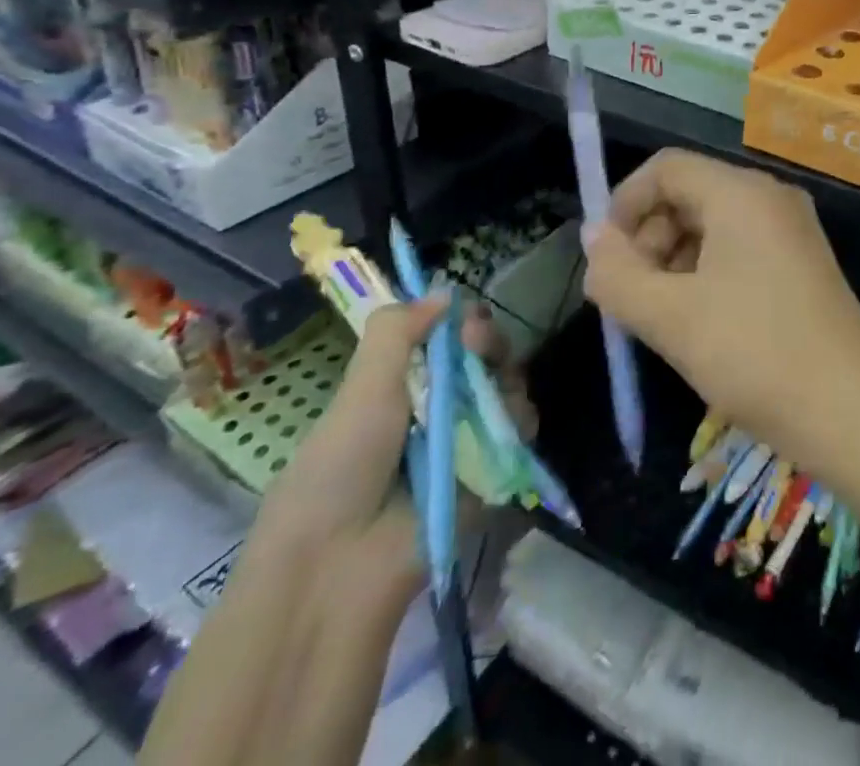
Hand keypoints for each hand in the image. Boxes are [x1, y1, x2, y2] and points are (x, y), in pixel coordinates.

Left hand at [254, 294, 535, 601]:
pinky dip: (519, 420)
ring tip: (490, 396)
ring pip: (508, 386)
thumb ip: (396, 332)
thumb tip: (443, 291)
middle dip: (488, 343)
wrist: (339, 568)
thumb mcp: (360, 390)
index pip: (447, 336)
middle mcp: (438, 406)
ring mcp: (466, 438)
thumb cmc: (338, 469)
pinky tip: (506, 425)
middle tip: (477, 348)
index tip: (464, 321)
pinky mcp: (491, 471)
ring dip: (505, 379)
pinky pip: (521, 430)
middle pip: (485, 356)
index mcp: (402, 384)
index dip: (462, 321)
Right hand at [583, 149, 859, 470]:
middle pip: (690, 193)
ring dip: (674, 260)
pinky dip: (706, 273)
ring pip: (713, 224)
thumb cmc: (756, 355)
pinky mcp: (802, 262)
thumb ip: (618, 275)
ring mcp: (792, 229)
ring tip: (659, 317)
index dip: (624, 204)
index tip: (605, 260)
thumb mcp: (671, 318)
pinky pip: (739, 248)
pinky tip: (697, 323)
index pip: (666, 168)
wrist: (854, 413)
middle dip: (648, 237)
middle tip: (629, 297)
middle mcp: (770, 197)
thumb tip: (593, 238)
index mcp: (741, 193)